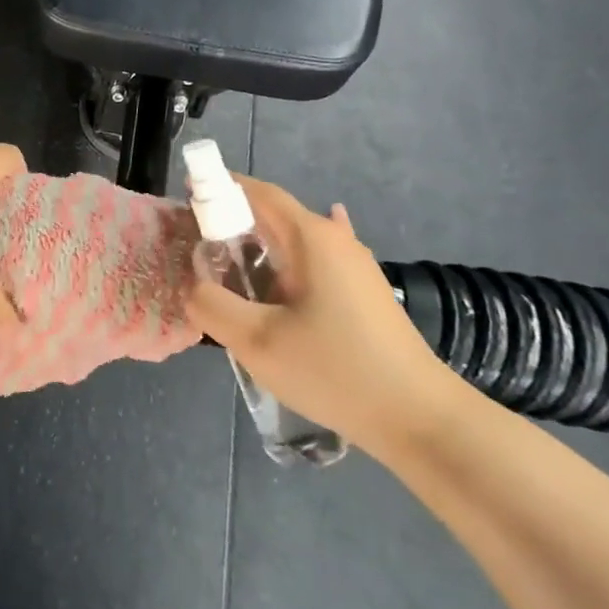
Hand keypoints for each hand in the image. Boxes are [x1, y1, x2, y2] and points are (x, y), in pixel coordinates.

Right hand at [187, 177, 462, 456]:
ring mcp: (355, 268)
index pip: (258, 193)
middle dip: (231, 223)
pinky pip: (311, 267)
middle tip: (194, 249)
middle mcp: (336, 241)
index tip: (186, 197)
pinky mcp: (363, 296)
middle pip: (274, 216)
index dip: (219, 188)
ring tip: (224, 275)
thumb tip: (194, 287)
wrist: (421, 420)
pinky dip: (284, 267)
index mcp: (311, 238)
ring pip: (293, 245)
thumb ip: (212, 305)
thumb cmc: (335, 370)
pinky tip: (280, 277)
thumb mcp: (257, 341)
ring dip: (256, 250)